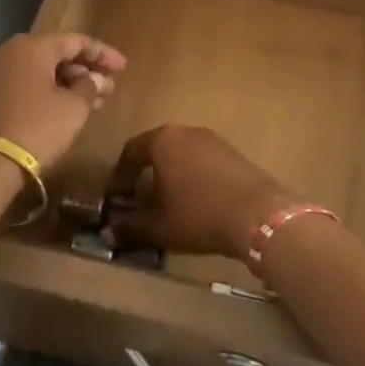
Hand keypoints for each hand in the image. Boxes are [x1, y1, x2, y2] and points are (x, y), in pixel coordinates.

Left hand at [0, 33, 126, 171]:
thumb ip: (89, 87)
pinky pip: (23, 84)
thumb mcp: (72, 109)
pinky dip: (45, 92)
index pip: (75, 40)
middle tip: (108, 87)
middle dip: (84, 70)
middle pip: (55, 53)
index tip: (123, 68)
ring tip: (92, 101)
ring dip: (66, 83)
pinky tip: (63, 109)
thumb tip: (95, 79)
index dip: (103, 53)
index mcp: (32, 46)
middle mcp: (9, 52)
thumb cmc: (35, 128)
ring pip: (38, 70)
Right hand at [102, 124, 297, 259]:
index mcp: (163, 140)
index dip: (120, 175)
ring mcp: (214, 140)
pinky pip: (204, 161)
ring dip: (172, 175)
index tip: (117, 198)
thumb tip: (107, 234)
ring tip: (169, 204)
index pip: (131, 150)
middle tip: (141, 201)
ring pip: (183, 154)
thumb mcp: (159, 227)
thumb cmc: (198, 215)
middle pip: (158, 149)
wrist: (258, 214)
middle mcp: (187, 131)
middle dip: (146, 174)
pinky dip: (194, 177)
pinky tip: (198, 202)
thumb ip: (130, 228)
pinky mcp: (234, 153)